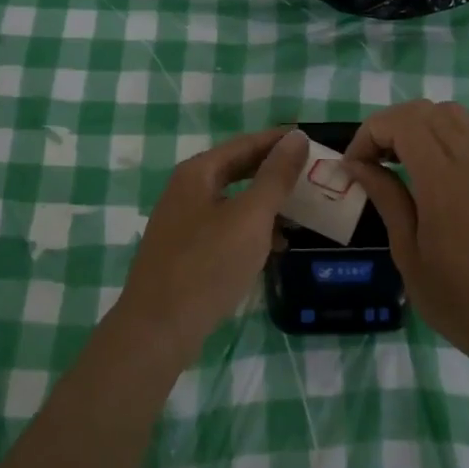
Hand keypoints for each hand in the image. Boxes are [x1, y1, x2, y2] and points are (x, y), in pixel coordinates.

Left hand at [112, 128, 308, 366]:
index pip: (245, 143)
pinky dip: (251, 229)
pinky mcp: (184, 251)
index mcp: (197, 172)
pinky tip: (274, 246)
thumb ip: (275, 176)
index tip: (311, 140)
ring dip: (265, 202)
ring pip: (232, 200)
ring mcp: (182, 222)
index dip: (278, 141)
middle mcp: (186, 190)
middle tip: (310, 174)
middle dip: (273, 171)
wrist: (157, 330)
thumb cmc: (207, 265)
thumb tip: (296, 137)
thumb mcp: (251, 217)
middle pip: (237, 169)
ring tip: (300, 210)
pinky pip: (225, 226)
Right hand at [345, 101, 468, 381]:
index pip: (403, 122)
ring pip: (451, 115)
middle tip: (371, 161)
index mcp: (444, 183)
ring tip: (398, 161)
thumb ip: (387, 200)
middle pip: (426, 110)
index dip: (370, 133)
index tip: (353, 167)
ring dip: (417, 126)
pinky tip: (426, 177)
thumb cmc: (460, 302)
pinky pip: (467, 137)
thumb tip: (358, 165)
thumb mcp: (409, 255)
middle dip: (389, 125)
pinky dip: (438, 138)